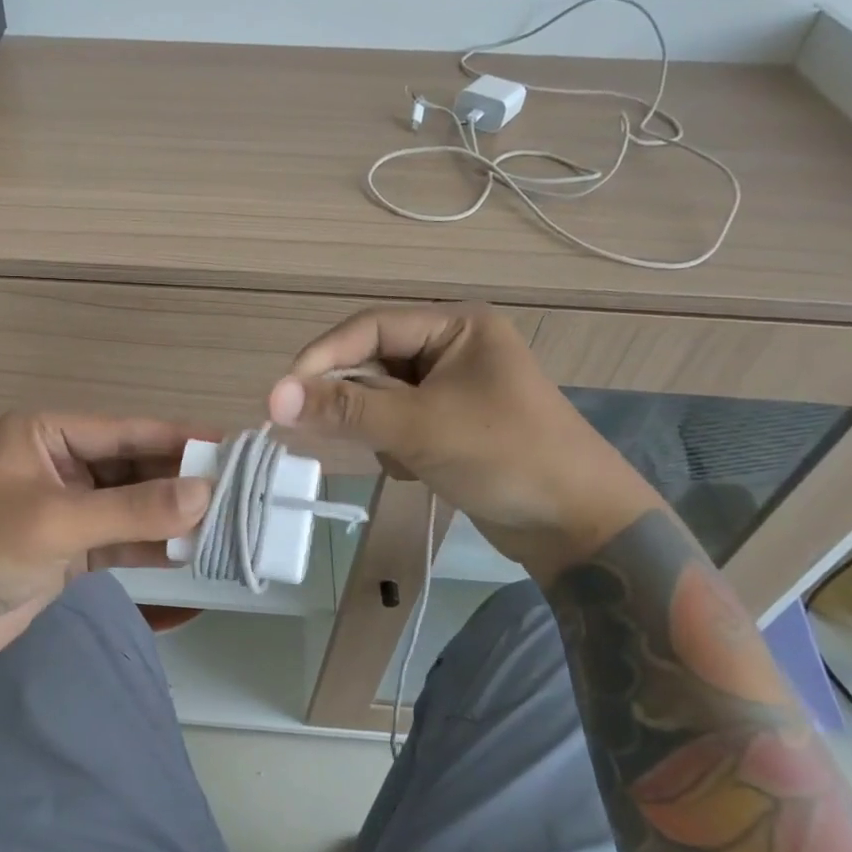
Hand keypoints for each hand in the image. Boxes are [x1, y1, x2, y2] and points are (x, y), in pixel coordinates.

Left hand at [0, 411, 209, 694]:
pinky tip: (193, 550)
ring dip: (172, 515)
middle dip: (181, 482)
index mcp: (47, 434)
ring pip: (133, 504)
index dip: (180, 439)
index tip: (233, 449)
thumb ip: (133, 509)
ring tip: (228, 522)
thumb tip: (206, 494)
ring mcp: (68, 507)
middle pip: (134, 466)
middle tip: (240, 492)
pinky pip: (123, 537)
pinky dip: (153, 544)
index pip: (127, 431)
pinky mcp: (72, 547)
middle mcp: (61, 463)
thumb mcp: (57, 521)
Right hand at [267, 304, 661, 575]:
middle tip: (314, 430)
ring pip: (380, 396)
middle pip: (372, 360)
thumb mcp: (419, 427)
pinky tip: (415, 469)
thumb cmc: (505, 457)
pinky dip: (392, 445)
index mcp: (456, 326)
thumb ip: (345, 408)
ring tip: (396, 456)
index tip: (282, 396)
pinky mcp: (450, 425)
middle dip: (349, 398)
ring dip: (373, 426)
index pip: (369, 327)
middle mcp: (452, 348)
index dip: (322, 358)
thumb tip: (272, 397)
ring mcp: (452, 389)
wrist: (578, 526)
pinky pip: (397, 422)